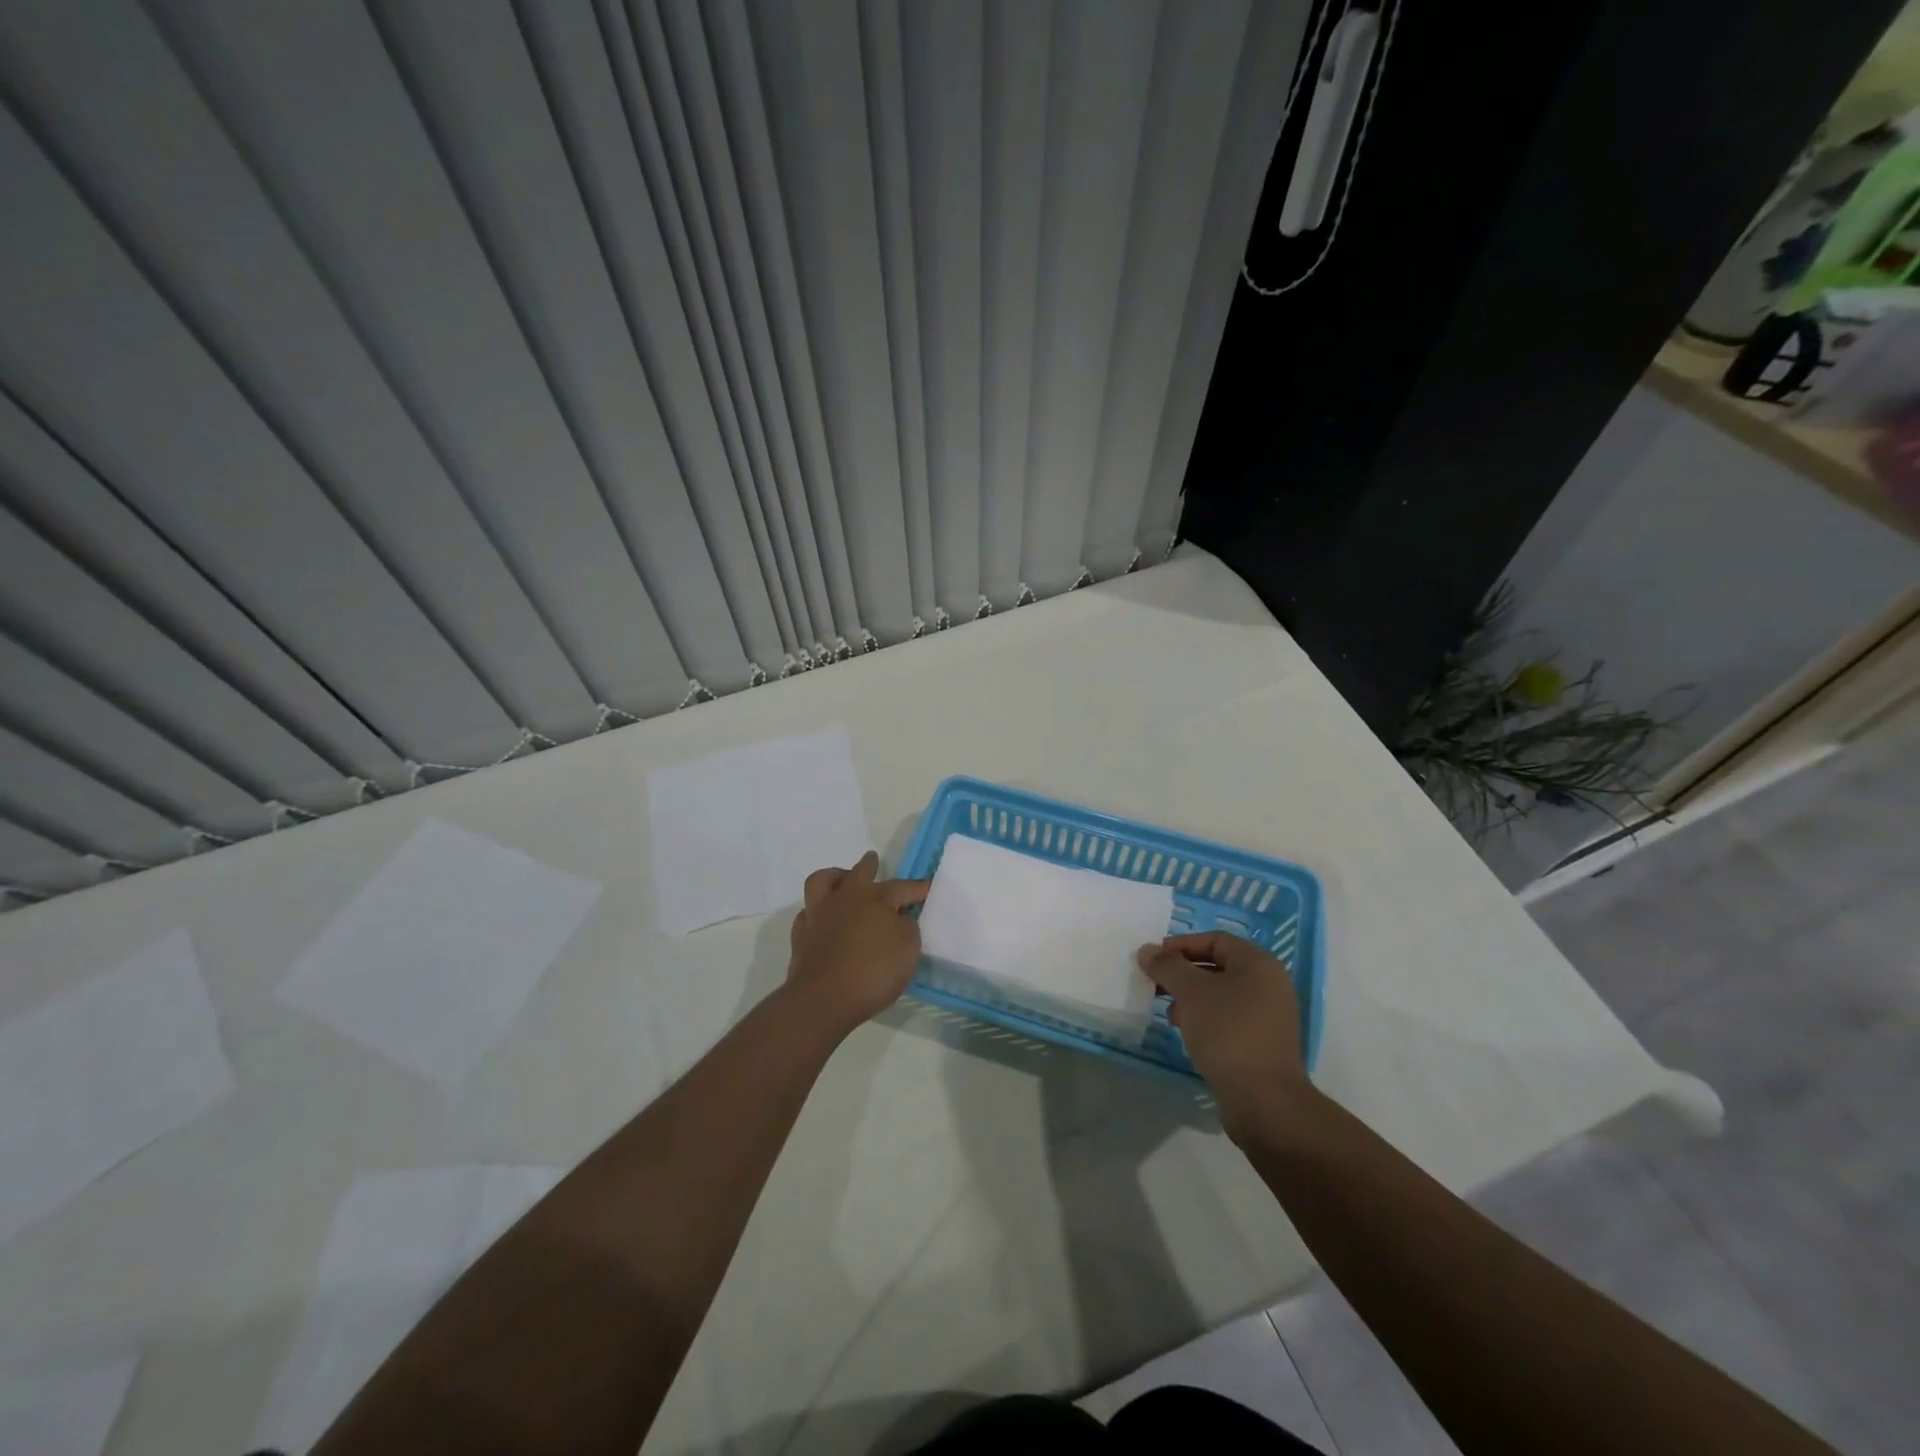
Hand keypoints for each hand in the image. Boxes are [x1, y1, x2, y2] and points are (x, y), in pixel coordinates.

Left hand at [786, 851, 930, 1034]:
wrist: (823, 999)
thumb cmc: (873, 971)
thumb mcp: (908, 949)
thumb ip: (907, 927)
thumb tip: (898, 918)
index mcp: (874, 898)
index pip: (901, 887)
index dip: (916, 888)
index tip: (927, 887)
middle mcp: (845, 898)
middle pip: (858, 873)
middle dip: (869, 866)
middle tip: (873, 861)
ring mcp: (818, 914)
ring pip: (822, 882)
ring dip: (834, 877)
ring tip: (841, 880)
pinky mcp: (801, 936)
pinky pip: (808, 912)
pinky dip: (817, 911)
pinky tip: (823, 919)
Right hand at [1137, 931, 1313, 1141]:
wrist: (1264, 1101)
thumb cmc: (1228, 1033)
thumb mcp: (1191, 993)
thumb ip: (1167, 966)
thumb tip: (1147, 950)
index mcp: (1259, 964)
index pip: (1215, 940)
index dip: (1182, 945)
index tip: (1154, 959)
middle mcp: (1269, 985)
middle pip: (1218, 966)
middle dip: (1183, 973)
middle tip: (1156, 984)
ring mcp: (1269, 1016)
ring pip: (1222, 994)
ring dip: (1192, 998)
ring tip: (1170, 1013)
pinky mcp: (1263, 1043)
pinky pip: (1229, 1018)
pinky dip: (1206, 1018)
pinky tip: (1188, 1033)